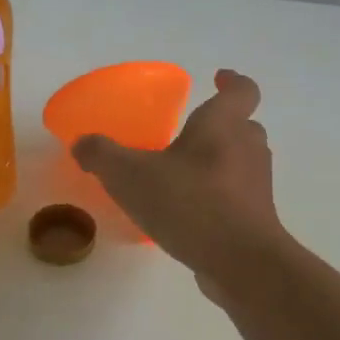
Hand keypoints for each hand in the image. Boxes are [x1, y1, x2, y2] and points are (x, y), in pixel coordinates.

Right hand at [72, 69, 288, 291]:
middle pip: (243, 126)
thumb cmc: (189, 203)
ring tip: (184, 175)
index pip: (242, 90)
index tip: (218, 77)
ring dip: (219, 163)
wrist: (240, 262)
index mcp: (223, 125)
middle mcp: (248, 148)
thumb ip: (102, 155)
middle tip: (190, 133)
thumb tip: (82, 144)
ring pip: (241, 162)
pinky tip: (189, 213)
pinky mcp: (257, 219)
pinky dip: (218, 197)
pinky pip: (237, 197)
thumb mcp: (130, 175)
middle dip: (220, 126)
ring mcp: (257, 186)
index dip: (232, 81)